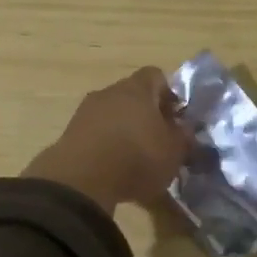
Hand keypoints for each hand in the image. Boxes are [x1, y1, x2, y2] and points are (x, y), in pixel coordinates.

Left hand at [23, 66, 190, 211]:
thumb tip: (186, 131)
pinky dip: (107, 147)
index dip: (169, 95)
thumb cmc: (137, 157)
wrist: (82, 180)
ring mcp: (85, 112)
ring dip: (125, 132)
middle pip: (132, 96)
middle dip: (147, 116)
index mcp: (137, 88)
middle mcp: (109, 92)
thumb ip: (184, 138)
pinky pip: (96, 135)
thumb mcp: (174, 152)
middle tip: (159, 141)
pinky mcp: (70, 135)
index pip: (157, 76)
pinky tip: (115, 170)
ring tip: (136, 160)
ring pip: (113, 116)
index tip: (177, 118)